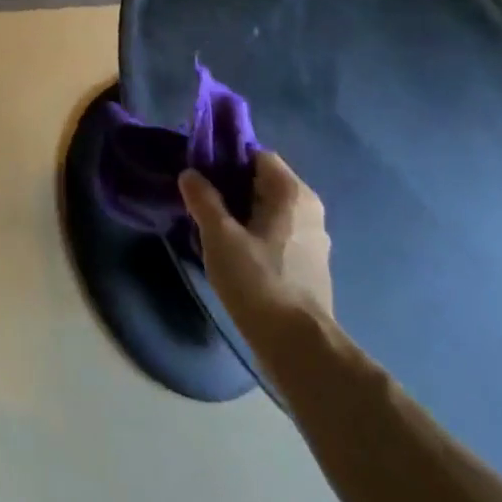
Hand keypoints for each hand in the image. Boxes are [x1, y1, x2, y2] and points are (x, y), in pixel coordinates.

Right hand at [180, 151, 333, 324]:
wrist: (298, 347)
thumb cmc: (258, 281)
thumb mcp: (219, 236)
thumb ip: (203, 199)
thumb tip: (190, 174)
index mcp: (293, 194)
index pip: (257, 155)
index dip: (226, 157)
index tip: (198, 170)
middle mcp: (308, 210)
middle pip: (262, 182)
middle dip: (229, 185)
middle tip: (196, 197)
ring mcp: (311, 239)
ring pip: (268, 210)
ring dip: (239, 211)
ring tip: (207, 224)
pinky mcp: (308, 265)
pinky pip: (274, 233)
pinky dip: (252, 232)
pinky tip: (229, 249)